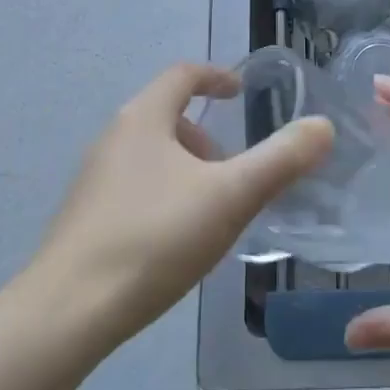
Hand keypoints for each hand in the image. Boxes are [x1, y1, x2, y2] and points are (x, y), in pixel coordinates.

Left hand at [33, 62, 333, 345]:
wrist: (67, 314)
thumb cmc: (154, 239)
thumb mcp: (230, 197)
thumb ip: (281, 160)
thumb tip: (322, 126)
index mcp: (143, 119)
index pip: (182, 75)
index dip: (215, 76)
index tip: (241, 91)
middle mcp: (113, 138)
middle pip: (166, 115)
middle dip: (206, 133)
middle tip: (235, 167)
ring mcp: (93, 179)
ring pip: (151, 154)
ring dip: (187, 167)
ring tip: (213, 208)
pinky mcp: (85, 218)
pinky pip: (135, 187)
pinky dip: (165, 193)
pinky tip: (177, 239)